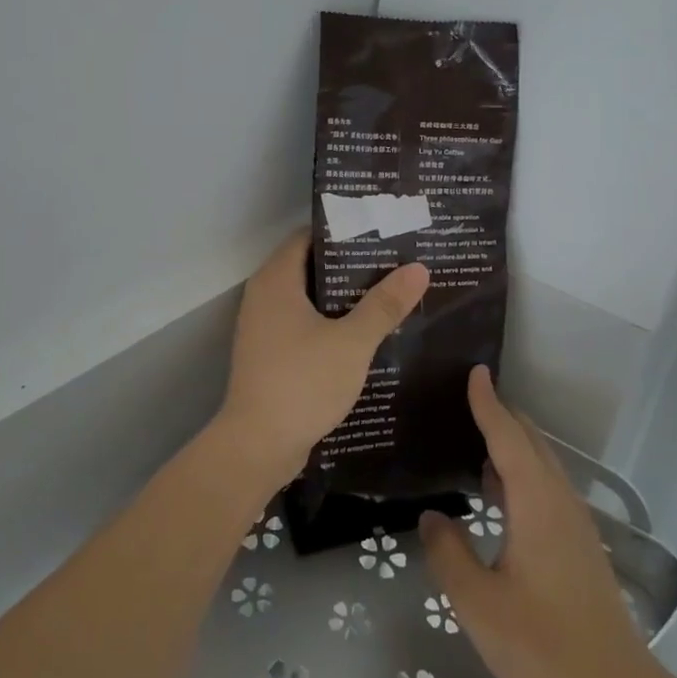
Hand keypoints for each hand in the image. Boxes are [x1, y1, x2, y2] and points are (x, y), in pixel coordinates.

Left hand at [211, 229, 428, 490]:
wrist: (257, 446)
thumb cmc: (302, 382)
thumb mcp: (352, 342)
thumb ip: (384, 304)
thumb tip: (418, 268)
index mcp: (276, 280)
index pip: (308, 236)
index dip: (343, 231)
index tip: (380, 232)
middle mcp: (263, 295)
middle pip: (309, 266)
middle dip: (349, 265)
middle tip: (393, 263)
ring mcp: (263, 326)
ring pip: (307, 298)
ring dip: (341, 297)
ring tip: (386, 293)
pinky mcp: (268, 353)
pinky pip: (302, 323)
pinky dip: (328, 322)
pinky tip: (363, 332)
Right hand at [420, 368, 653, 677]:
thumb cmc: (544, 645)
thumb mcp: (479, 605)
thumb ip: (448, 555)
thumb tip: (432, 516)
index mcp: (536, 503)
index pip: (508, 437)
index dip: (488, 403)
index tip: (474, 371)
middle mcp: (559, 501)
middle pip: (530, 442)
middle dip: (501, 415)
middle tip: (464, 399)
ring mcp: (574, 522)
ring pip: (541, 464)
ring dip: (512, 444)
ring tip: (473, 438)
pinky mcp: (579, 544)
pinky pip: (546, 486)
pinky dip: (520, 471)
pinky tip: (498, 492)